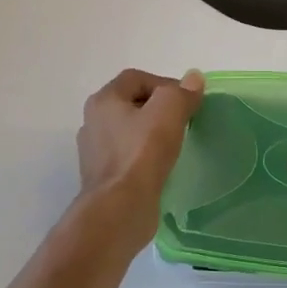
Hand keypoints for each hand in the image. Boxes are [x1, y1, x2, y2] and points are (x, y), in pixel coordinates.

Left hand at [77, 69, 204, 244]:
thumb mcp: (168, 111)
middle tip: (183, 121)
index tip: (186, 102)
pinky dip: (145, 157)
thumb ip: (182, 91)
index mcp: (103, 101)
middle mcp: (93, 122)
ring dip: (152, 134)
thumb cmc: (142, 153)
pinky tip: (162, 166)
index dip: (164, 83)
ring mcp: (95, 152)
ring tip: (175, 144)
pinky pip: (129, 157)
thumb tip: (193, 78)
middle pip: (132, 103)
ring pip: (130, 132)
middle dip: (159, 109)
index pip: (136, 78)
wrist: (120, 208)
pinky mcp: (104, 177)